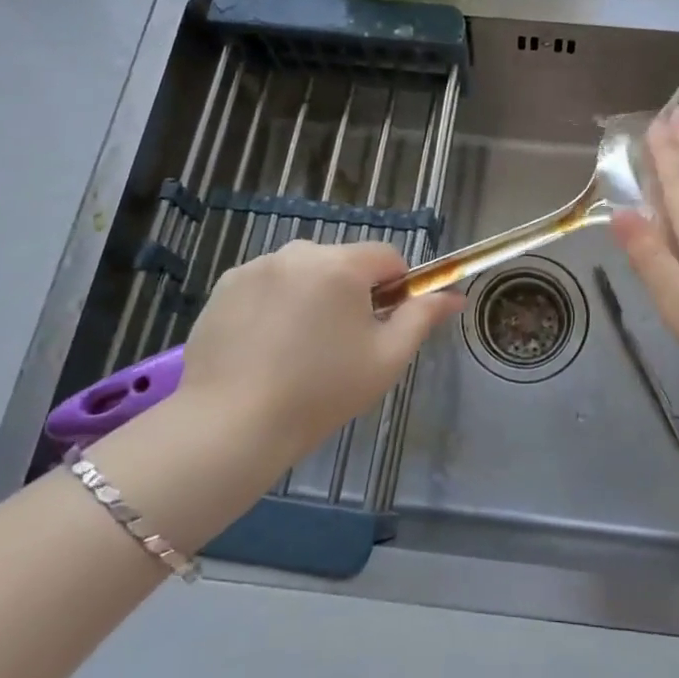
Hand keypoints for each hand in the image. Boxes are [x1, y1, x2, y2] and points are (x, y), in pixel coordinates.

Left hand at [172, 241, 462, 469]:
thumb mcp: (385, 359)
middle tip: (340, 347)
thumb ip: (422, 318)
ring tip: (296, 351)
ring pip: (302, 274)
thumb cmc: (320, 392)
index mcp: (341, 264)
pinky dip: (273, 306)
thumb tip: (454, 295)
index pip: (386, 256)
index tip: (382, 326)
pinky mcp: (224, 286)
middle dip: (350, 294)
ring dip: (311, 297)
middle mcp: (298, 252)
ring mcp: (256, 267)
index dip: (395, 288)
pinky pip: (266, 285)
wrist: (230, 425)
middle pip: (342, 263)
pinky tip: (264, 349)